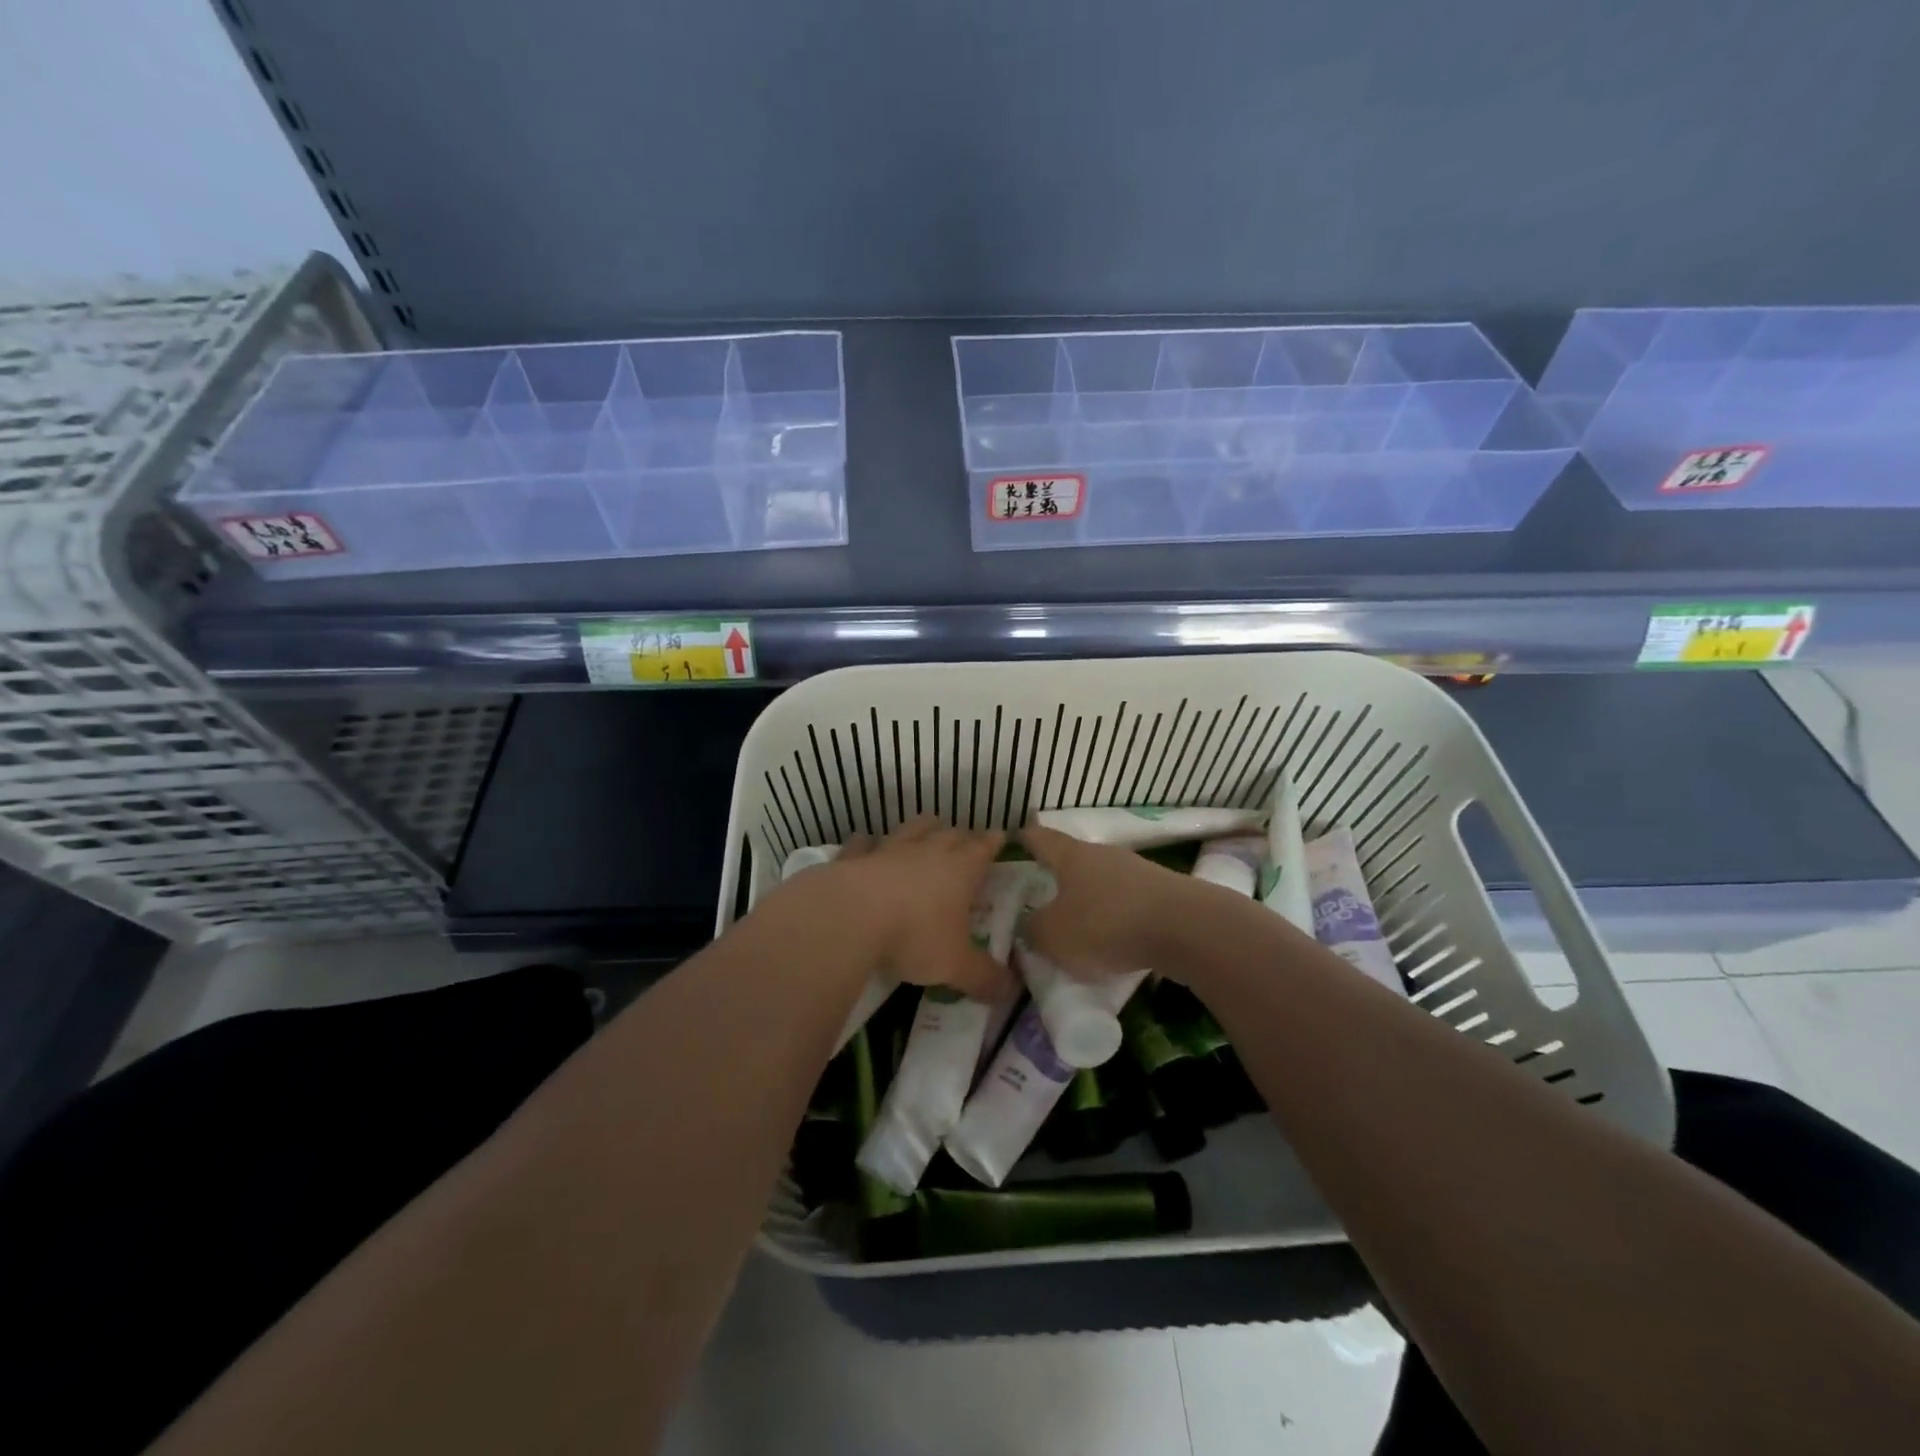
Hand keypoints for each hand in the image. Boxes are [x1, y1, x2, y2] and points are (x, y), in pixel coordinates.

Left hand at [808, 816, 1012, 998]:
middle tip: (965, 840)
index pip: (982, 849)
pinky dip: (866, 843)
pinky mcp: (853, 858)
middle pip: (949, 834)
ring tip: (926, 828)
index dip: (992, 843)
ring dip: (921, 828)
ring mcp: (888, 851)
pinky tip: (865, 843)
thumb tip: (1010, 992)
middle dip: (960, 836)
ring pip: (911, 830)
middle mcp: (927, 852)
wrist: (850, 917)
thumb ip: (984, 978)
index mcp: (960, 871)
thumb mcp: (956, 965)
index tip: (999, 836)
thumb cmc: (914, 937)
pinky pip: (862, 844)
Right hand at [1018, 824, 1210, 976]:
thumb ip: (1032, 931)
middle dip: (1056, 875)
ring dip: (1088, 897)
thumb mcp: (1054, 936)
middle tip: (1039, 894)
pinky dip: (1114, 915)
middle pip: (1072, 858)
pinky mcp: (1161, 892)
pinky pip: (1126, 900)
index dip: (1024, 839)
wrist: (1187, 928)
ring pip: (1101, 880)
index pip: (1039, 838)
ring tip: (1076, 923)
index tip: (1013, 841)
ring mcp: (1136, 870)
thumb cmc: (1107, 923)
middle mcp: (1102, 854)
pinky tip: (1113, 938)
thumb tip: (1026, 926)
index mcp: (1071, 856)